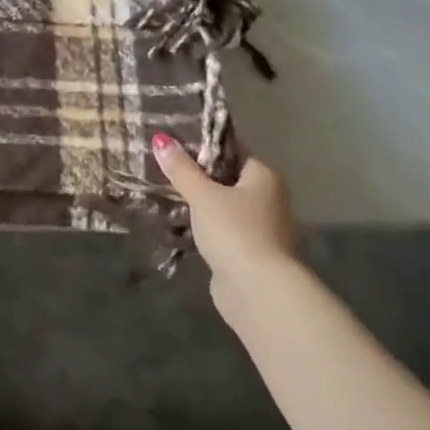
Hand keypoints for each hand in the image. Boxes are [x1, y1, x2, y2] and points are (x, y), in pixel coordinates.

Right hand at [152, 132, 303, 323]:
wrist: (258, 290)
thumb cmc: (234, 231)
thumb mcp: (202, 195)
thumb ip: (181, 168)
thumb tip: (160, 139)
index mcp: (264, 176)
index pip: (232, 149)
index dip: (203, 143)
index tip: (172, 141)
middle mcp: (269, 198)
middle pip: (228, 177)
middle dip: (198, 174)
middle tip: (163, 166)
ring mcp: (262, 226)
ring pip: (224, 204)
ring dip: (200, 201)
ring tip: (165, 193)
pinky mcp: (251, 251)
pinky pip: (223, 228)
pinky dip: (205, 225)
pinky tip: (180, 223)